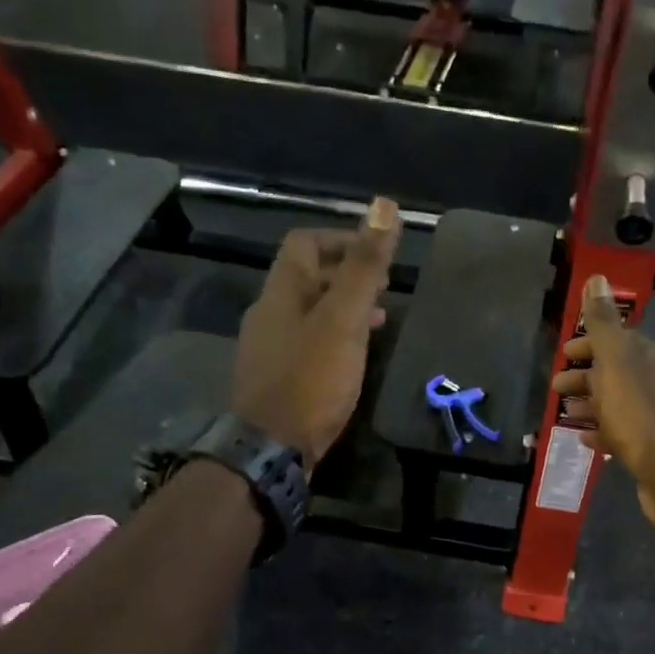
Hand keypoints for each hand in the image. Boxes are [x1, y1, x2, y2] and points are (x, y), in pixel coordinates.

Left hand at [232, 199, 400, 464]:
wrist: (272, 448)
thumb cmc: (311, 379)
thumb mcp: (344, 320)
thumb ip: (364, 266)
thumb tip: (383, 205)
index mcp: (282, 291)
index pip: (305, 242)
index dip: (342, 239)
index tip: (378, 254)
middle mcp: (269, 313)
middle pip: (307, 277)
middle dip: (348, 275)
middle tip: (386, 287)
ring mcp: (269, 347)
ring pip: (310, 311)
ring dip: (344, 307)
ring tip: (381, 320)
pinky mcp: (277, 377)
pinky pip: (308, 342)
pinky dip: (334, 336)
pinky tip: (355, 356)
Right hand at [551, 275, 654, 525]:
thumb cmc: (637, 410)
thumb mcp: (614, 359)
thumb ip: (602, 321)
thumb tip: (597, 277)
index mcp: (653, 357)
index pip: (618, 341)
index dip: (588, 346)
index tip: (562, 355)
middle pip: (616, 373)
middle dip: (584, 377)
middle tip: (556, 388)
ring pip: (617, 403)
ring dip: (589, 404)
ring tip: (564, 414)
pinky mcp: (654, 447)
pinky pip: (622, 432)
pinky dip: (602, 430)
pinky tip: (585, 438)